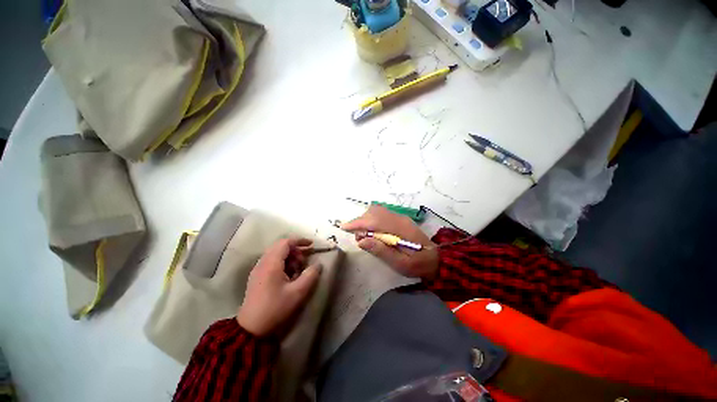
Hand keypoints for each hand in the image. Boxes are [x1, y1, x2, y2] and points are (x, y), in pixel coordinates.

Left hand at [237, 238, 321, 336]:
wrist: (251, 329)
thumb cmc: (275, 308)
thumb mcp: (298, 292)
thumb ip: (310, 275)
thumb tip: (318, 265)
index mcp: (271, 264)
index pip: (285, 242)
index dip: (300, 240)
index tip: (311, 245)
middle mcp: (263, 262)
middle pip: (281, 247)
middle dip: (296, 251)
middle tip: (304, 262)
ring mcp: (258, 269)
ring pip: (276, 254)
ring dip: (290, 258)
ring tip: (297, 271)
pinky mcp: (257, 277)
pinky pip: (272, 262)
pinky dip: (283, 264)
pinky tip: (288, 277)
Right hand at [341, 205, 438, 278]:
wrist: (436, 259)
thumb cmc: (418, 264)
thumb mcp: (401, 264)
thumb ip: (382, 251)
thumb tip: (362, 240)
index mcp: (399, 229)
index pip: (374, 220)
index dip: (357, 223)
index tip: (344, 227)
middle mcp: (398, 218)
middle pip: (373, 212)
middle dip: (360, 222)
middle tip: (359, 238)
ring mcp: (399, 217)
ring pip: (376, 211)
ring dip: (366, 220)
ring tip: (365, 236)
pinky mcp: (399, 219)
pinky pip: (381, 214)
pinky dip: (372, 220)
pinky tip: (373, 232)